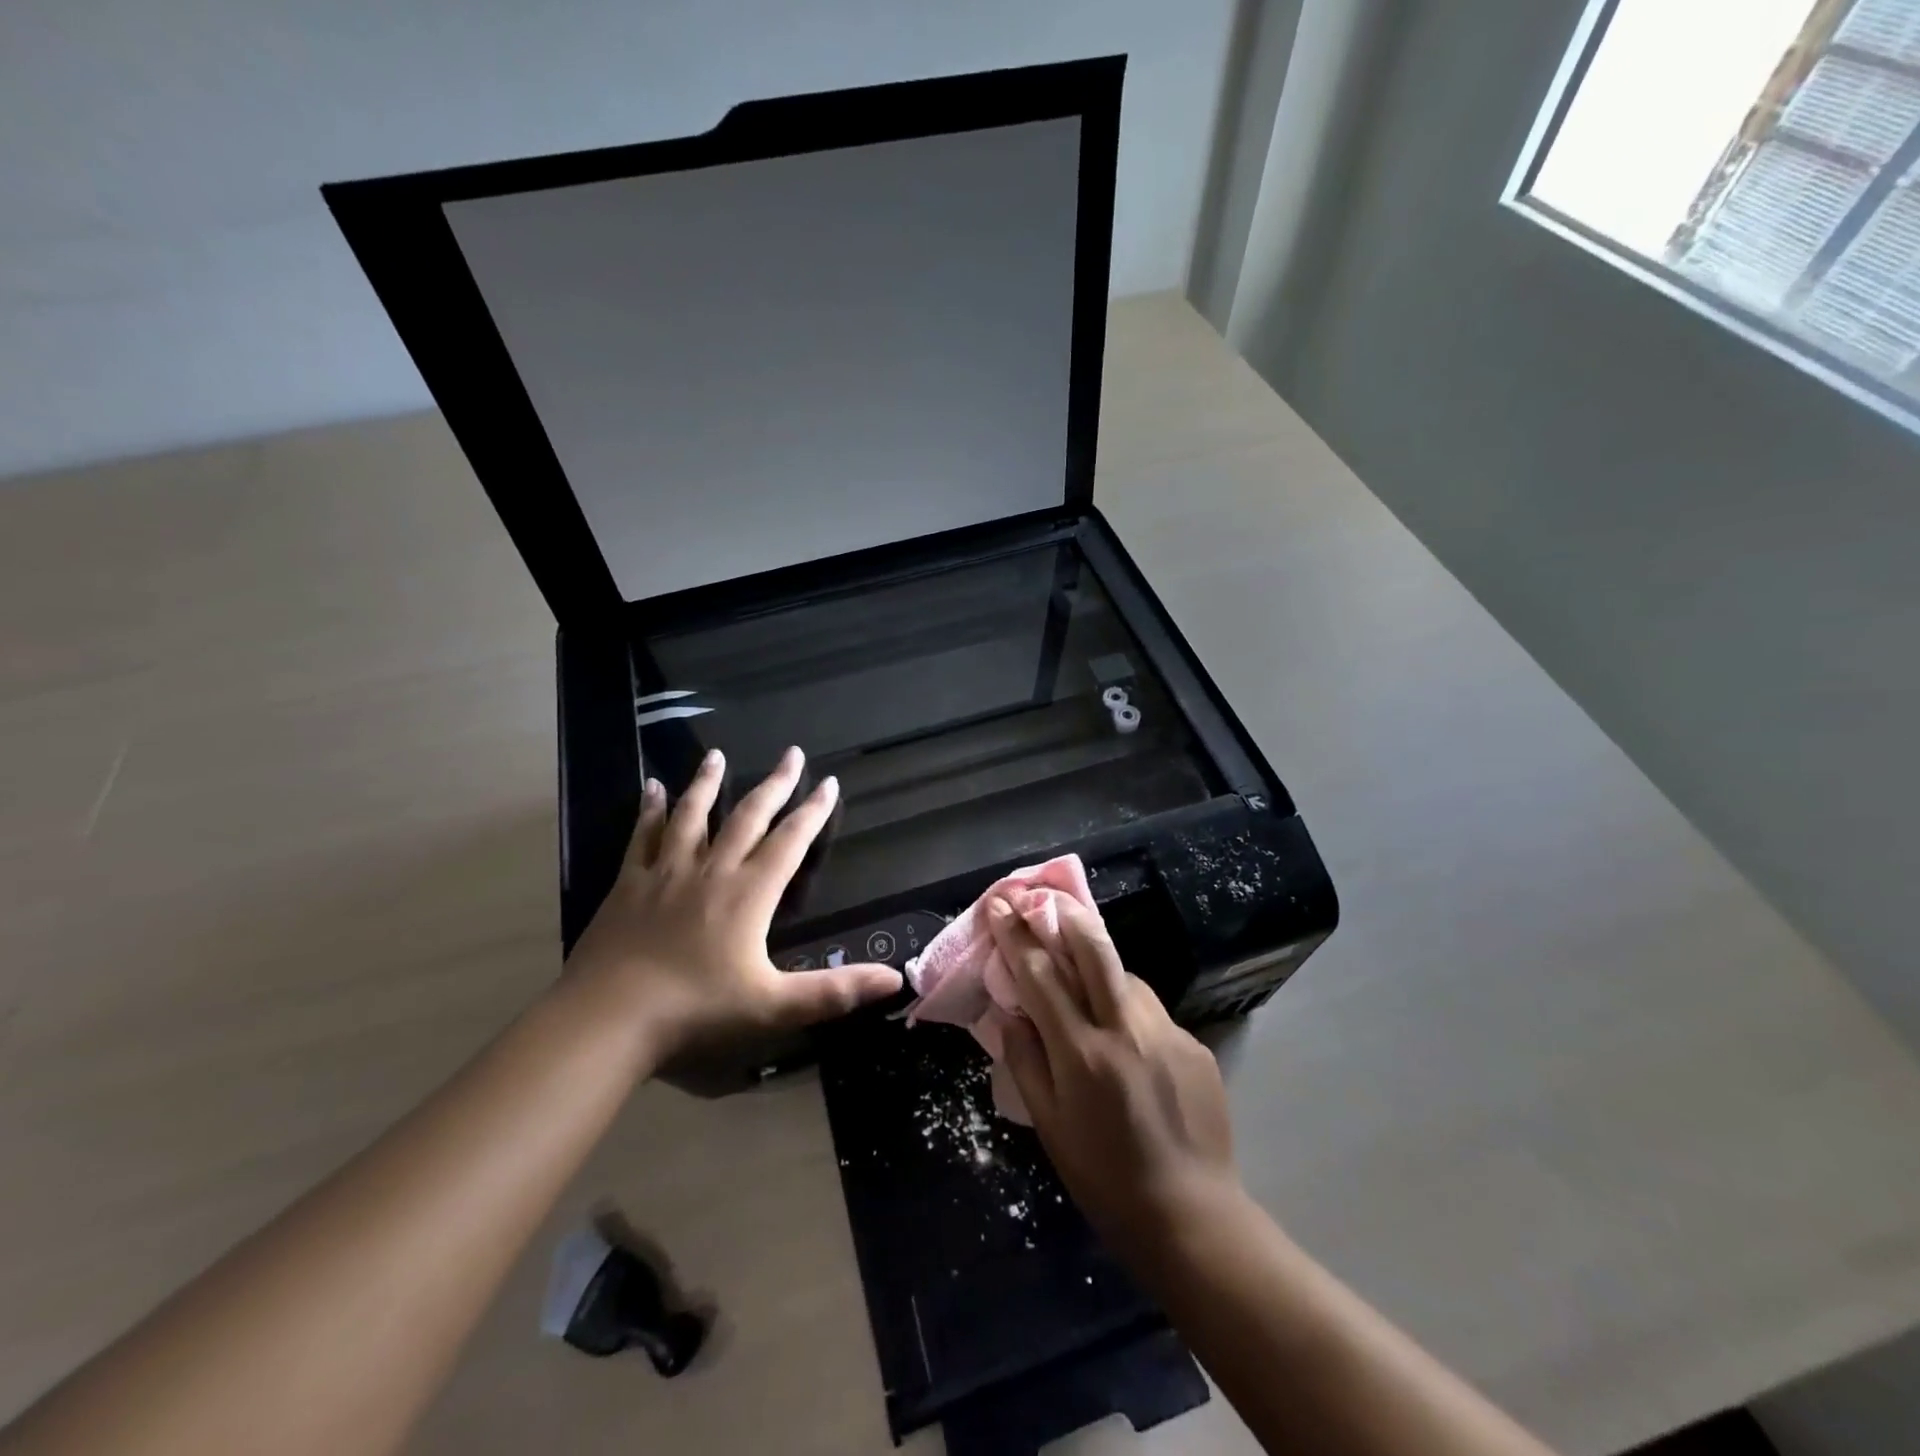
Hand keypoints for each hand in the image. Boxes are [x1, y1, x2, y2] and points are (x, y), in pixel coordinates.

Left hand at [566, 746, 901, 1072]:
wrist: (610, 1018)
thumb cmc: (696, 1011)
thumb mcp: (774, 1007)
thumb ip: (835, 991)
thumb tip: (895, 979)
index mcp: (750, 894)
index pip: (791, 841)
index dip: (813, 811)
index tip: (829, 781)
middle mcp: (712, 871)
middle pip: (748, 816)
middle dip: (774, 784)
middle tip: (791, 754)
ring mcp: (667, 872)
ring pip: (692, 815)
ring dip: (707, 783)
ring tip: (716, 755)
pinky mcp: (629, 884)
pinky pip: (642, 836)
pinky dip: (648, 810)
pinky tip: (650, 787)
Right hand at [986, 894, 1240, 1257]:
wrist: (1192, 1216)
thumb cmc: (1104, 1179)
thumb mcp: (1049, 1126)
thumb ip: (1026, 1060)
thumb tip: (1009, 1012)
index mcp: (1083, 1054)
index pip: (1041, 976)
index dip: (1016, 936)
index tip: (1000, 905)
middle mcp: (1127, 1030)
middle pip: (1095, 950)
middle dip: (1065, 916)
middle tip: (1046, 901)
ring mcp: (1168, 1033)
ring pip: (1126, 976)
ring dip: (1100, 966)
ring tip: (1085, 979)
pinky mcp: (1195, 1044)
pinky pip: (1152, 1011)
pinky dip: (1129, 1008)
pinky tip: (1126, 1038)